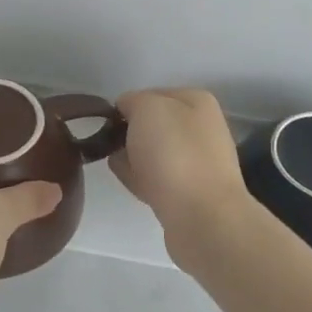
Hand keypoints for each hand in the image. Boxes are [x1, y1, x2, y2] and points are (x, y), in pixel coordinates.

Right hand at [110, 88, 252, 257]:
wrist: (202, 216)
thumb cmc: (174, 153)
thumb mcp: (147, 109)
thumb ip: (132, 102)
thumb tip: (128, 112)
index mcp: (197, 102)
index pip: (151, 94)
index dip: (126, 107)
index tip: (108, 124)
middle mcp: (203, 129)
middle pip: (154, 126)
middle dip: (130, 134)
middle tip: (110, 146)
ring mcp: (199, 163)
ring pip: (155, 153)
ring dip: (135, 158)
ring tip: (117, 166)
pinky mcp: (192, 193)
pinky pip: (159, 179)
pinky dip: (144, 180)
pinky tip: (132, 185)